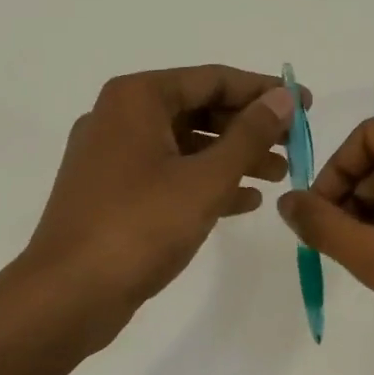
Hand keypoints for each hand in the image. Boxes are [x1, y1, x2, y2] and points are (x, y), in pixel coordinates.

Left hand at [24, 65, 305, 325]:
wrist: (68, 295)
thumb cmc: (140, 226)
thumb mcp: (205, 179)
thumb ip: (249, 135)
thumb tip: (283, 99)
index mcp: (137, 98)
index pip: (213, 79)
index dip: (264, 91)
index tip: (305, 104)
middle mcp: (120, 117)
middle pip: (198, 109)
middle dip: (249, 128)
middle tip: (294, 145)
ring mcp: (112, 156)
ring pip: (185, 144)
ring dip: (232, 157)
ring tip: (279, 175)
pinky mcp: (112, 192)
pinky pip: (168, 174)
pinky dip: (205, 182)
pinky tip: (244, 201)